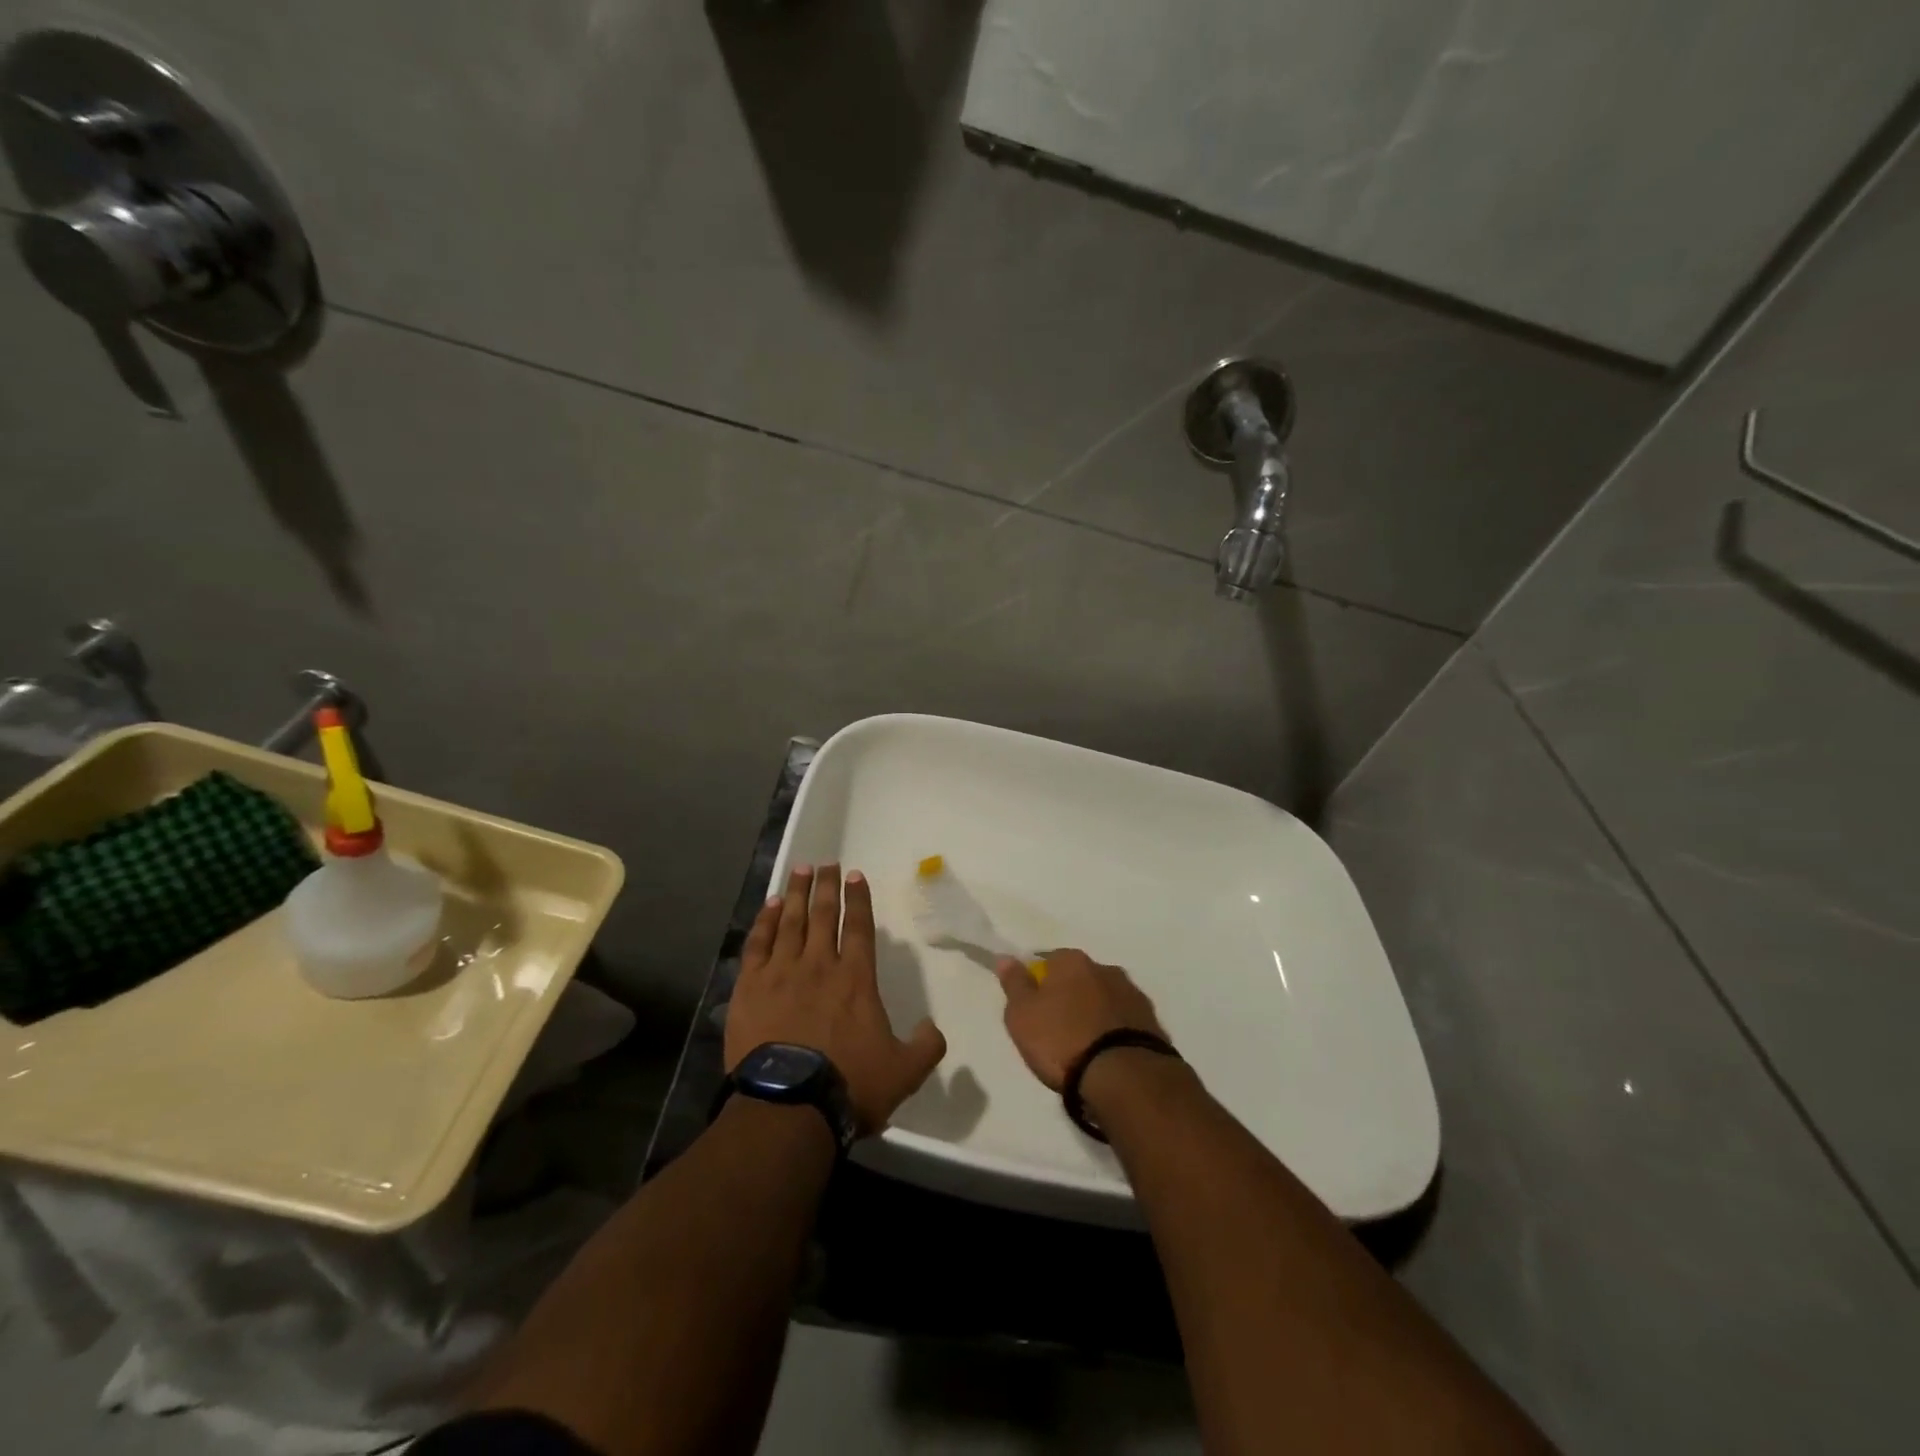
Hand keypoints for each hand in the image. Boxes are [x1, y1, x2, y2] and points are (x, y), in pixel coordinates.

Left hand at [726, 863, 946, 1134]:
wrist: (789, 1107)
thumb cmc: (850, 1085)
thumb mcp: (905, 1071)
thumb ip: (926, 1046)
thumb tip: (933, 1027)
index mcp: (856, 978)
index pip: (858, 926)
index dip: (858, 898)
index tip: (855, 875)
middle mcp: (819, 965)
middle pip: (822, 914)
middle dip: (826, 886)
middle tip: (826, 863)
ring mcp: (781, 973)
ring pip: (790, 921)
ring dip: (795, 894)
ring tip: (800, 871)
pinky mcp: (750, 988)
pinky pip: (758, 944)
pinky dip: (764, 922)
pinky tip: (768, 907)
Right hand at [994, 949, 1170, 1091]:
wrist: (1123, 1076)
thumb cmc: (1062, 1040)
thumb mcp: (1022, 1015)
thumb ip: (1014, 984)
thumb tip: (1007, 957)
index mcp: (1072, 961)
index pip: (1049, 961)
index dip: (1039, 983)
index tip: (1034, 1007)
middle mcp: (1105, 969)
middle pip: (1080, 978)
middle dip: (1070, 997)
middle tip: (1057, 1029)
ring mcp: (1133, 994)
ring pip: (1105, 998)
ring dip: (1095, 1013)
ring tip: (1085, 1046)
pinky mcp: (1153, 1022)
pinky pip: (1125, 1021)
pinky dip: (1115, 1031)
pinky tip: (1108, 1054)